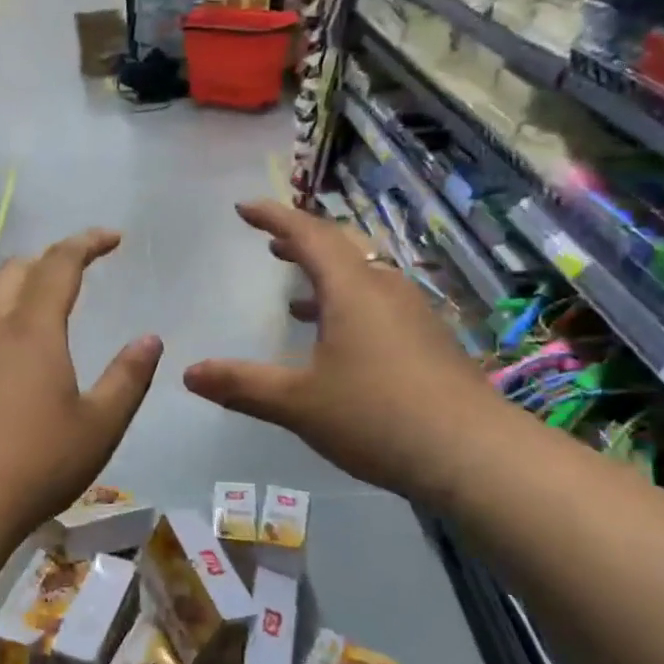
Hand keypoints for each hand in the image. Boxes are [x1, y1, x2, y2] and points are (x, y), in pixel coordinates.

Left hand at [0, 230, 161, 549]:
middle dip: (50, 259)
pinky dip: (3, 320)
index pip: (60, 264)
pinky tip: (15, 355)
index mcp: (33, 330)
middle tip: (80, 269)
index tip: (112, 238)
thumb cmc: (36, 463)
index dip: (87, 243)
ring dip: (23, 289)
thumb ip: (128, 378)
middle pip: (16, 269)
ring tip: (49, 308)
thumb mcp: (99, 426)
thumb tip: (150, 339)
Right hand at [183, 201, 496, 499]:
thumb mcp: (298, 403)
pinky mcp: (430, 342)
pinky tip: (339, 342)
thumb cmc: (377, 416)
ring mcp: (414, 315)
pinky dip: (350, 306)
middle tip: (271, 244)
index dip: (274, 217)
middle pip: (342, 248)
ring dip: (328, 277)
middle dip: (302, 243)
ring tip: (296, 295)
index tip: (245, 208)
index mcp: (353, 290)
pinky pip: (381, 305)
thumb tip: (189, 373)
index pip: (309, 235)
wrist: (474, 455)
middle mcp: (386, 290)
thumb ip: (242, 385)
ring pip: (365, 278)